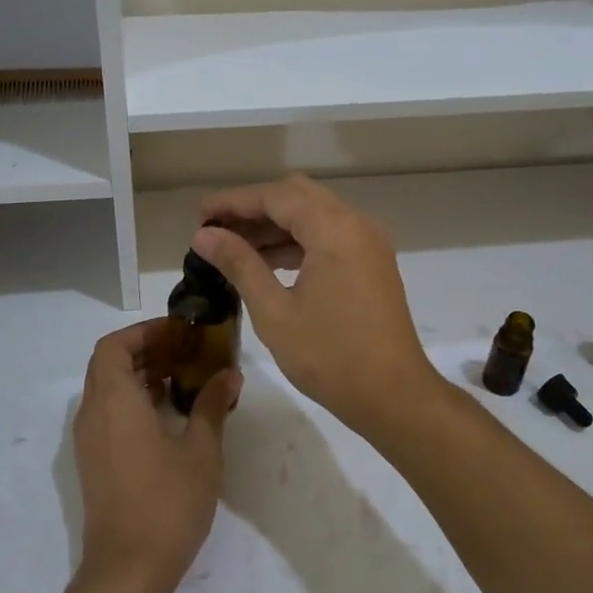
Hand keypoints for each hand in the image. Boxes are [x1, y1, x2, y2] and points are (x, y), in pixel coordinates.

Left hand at [72, 319, 241, 592]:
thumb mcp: (201, 450)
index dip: (143, 332)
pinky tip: (166, 414)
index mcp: (114, 401)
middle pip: (108, 364)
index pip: (113, 346)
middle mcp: (92, 414)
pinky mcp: (92, 461)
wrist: (128, 568)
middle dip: (144, 350)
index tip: (177, 332)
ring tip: (181, 377)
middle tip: (185, 351)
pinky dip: (131, 400)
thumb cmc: (167, 503)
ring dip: (138, 375)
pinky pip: (107, 413)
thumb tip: (230, 375)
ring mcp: (88, 440)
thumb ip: (212, 406)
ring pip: (106, 389)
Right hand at [192, 174, 440, 437]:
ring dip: (275, 226)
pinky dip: (298, 241)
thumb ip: (239, 264)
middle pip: (297, 196)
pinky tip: (267, 262)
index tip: (199, 215)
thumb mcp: (274, 311)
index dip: (233, 202)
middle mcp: (356, 224)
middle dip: (253, 208)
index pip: (275, 196)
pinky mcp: (372, 263)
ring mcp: (368, 243)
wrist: (393, 395)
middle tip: (214, 229)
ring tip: (232, 247)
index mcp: (334, 229)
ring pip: (314, 215)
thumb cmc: (330, 356)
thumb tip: (204, 235)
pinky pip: (329, 236)